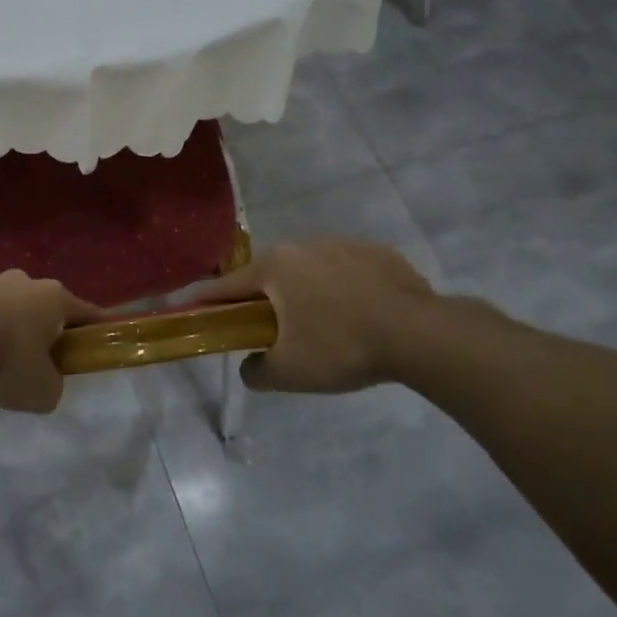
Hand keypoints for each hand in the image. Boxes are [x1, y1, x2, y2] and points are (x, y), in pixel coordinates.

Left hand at [0, 273, 101, 412]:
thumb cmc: (6, 360)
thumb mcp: (42, 391)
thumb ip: (51, 386)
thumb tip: (44, 381)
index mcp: (52, 298)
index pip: (84, 311)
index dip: (96, 327)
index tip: (102, 336)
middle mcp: (20, 282)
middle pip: (39, 305)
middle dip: (41, 327)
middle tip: (36, 358)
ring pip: (1, 305)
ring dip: (1, 326)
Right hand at [193, 238, 436, 392]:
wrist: (421, 335)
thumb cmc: (341, 347)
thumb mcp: (288, 372)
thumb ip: (255, 371)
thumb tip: (250, 365)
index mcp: (275, 266)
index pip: (227, 286)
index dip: (208, 302)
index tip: (195, 312)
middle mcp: (304, 245)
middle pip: (270, 276)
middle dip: (265, 301)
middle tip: (271, 332)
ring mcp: (345, 244)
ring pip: (311, 271)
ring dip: (307, 293)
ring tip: (323, 327)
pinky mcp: (380, 253)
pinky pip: (348, 272)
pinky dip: (344, 290)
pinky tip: (359, 316)